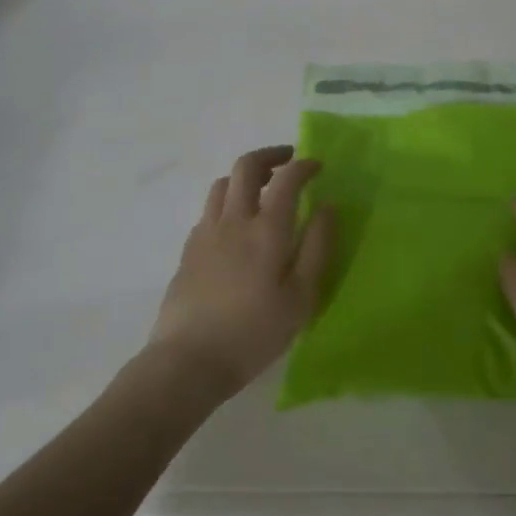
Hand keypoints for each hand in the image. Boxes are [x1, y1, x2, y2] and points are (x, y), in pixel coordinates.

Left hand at [149, 145, 334, 399]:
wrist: (189, 360)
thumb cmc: (254, 332)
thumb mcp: (301, 297)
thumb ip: (317, 247)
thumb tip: (327, 206)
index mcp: (267, 229)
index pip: (287, 178)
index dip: (304, 165)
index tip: (317, 166)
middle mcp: (234, 220)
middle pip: (246, 167)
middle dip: (270, 156)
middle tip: (288, 162)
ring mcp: (206, 232)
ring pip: (222, 183)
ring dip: (245, 176)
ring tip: (262, 189)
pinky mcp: (189, 249)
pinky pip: (209, 209)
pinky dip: (227, 201)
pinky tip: (235, 224)